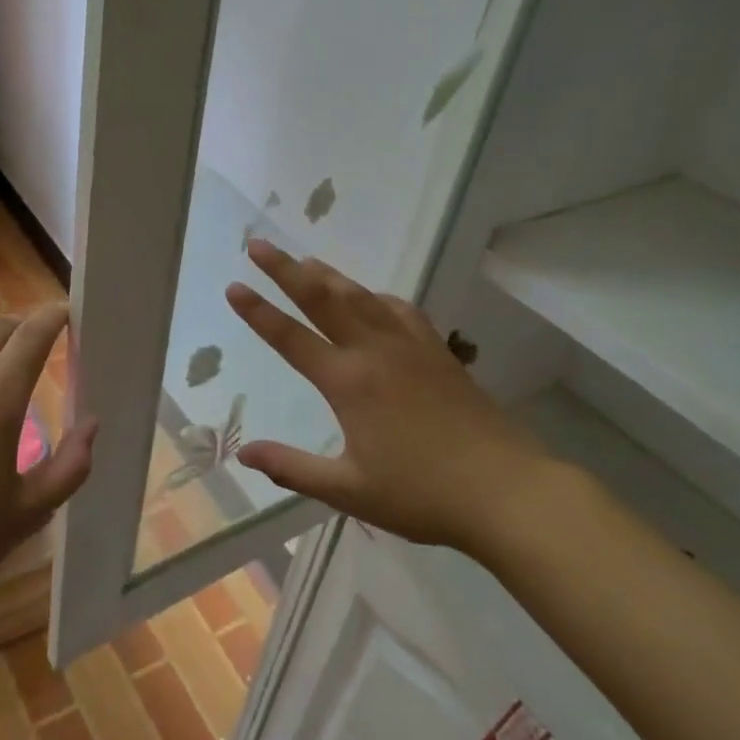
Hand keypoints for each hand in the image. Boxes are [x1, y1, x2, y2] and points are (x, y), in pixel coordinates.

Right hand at [225, 240, 551, 549]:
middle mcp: (376, 352)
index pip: (292, 339)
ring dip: (329, 275)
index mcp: (349, 383)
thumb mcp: (349, 490)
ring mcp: (412, 347)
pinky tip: (372, 298)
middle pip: (324, 299)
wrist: (506, 489)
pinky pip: (400, 310)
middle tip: (260, 244)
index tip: (234, 286)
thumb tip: (243, 453)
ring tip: (305, 260)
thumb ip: (292, 468)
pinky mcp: (439, 354)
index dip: (259, 313)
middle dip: (287, 270)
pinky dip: (376, 296)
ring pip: (363, 297)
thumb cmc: (422, 494)